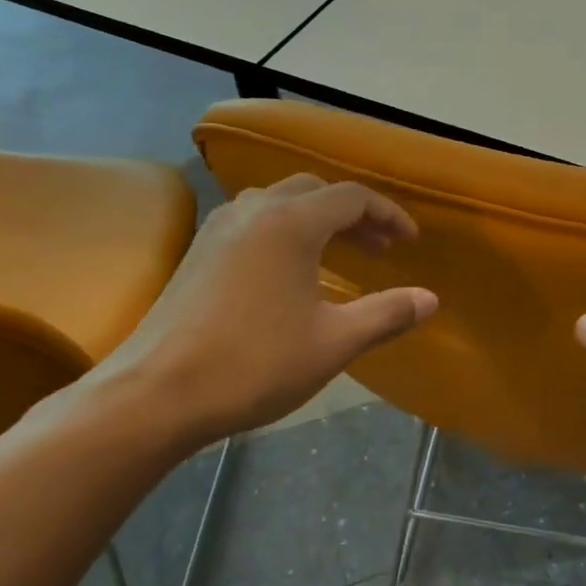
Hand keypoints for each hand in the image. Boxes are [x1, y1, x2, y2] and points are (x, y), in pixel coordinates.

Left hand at [84, 175, 436, 449]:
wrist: (155, 394)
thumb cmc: (255, 364)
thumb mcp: (334, 342)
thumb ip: (387, 314)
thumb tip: (430, 299)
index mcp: (291, 223)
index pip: (352, 197)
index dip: (388, 215)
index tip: (409, 242)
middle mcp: (254, 211)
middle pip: (315, 191)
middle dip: (354, 214)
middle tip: (379, 249)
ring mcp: (218, 229)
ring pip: (280, 202)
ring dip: (317, 219)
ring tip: (339, 254)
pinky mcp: (197, 252)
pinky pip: (254, 222)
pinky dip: (285, 231)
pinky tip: (289, 271)